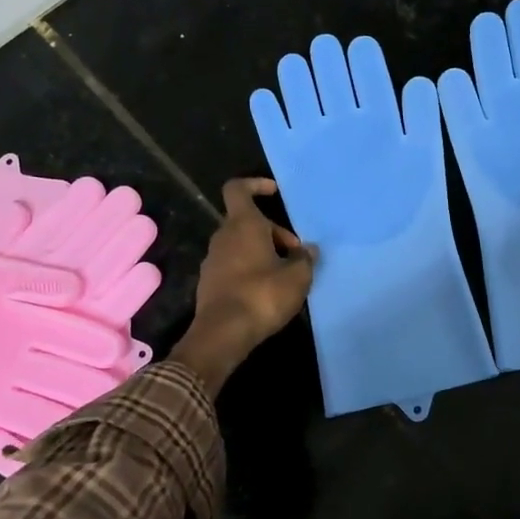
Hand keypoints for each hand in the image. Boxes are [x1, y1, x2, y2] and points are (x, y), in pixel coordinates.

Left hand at [170, 179, 316, 394]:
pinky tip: (267, 291)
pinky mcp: (210, 282)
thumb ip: (305, 259)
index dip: (255, 185)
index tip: (274, 193)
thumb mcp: (297, 277)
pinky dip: (251, 269)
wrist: (223, 333)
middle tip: (296, 254)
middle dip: (273, 232)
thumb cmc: (262, 295)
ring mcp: (213, 260)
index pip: (238, 189)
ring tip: (286, 274)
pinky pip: (234, 264)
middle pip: (247, 221)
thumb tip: (309, 250)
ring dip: (263, 252)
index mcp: (243, 225)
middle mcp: (223, 236)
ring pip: (241, 244)